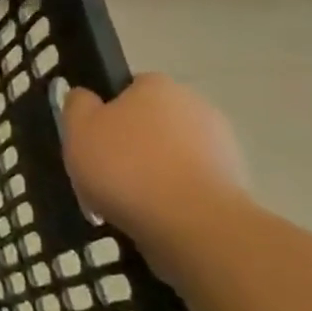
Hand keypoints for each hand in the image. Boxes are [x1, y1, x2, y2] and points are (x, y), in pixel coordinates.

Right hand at [61, 74, 246, 245]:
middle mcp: (196, 106)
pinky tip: (152, 213)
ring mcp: (221, 145)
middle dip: (130, 142)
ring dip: (152, 170)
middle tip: (103, 169)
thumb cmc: (125, 165)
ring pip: (170, 153)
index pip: (128, 88)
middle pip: (151, 121)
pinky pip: (189, 182)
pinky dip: (171, 194)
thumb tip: (86, 97)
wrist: (193, 223)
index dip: (107, 111)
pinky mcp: (233, 183)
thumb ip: (78, 104)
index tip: (92, 137)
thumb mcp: (78, 128)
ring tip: (124, 199)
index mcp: (158, 86)